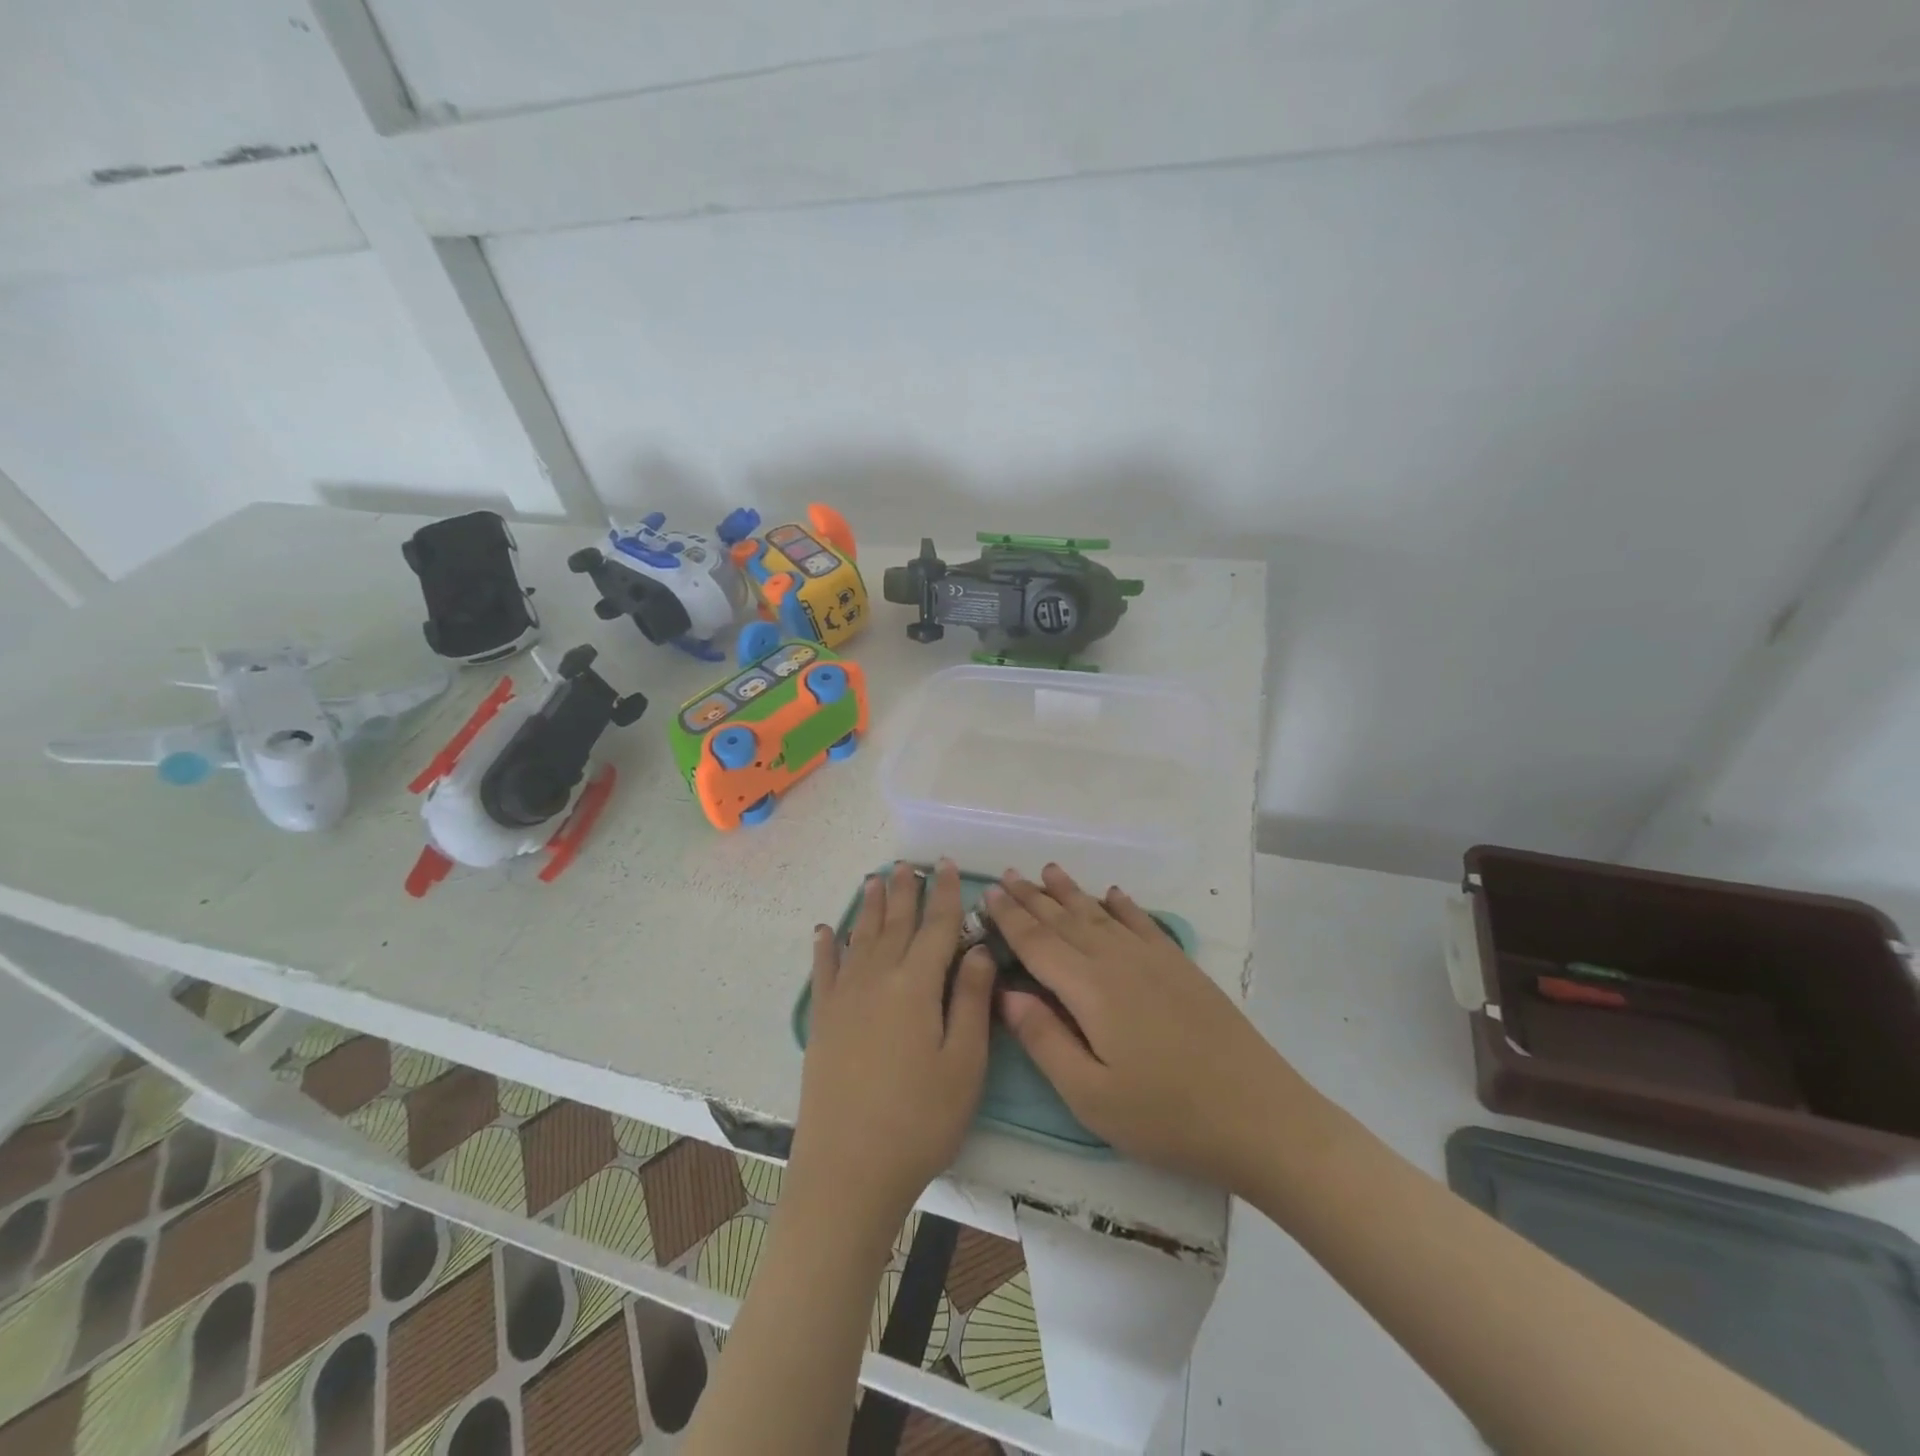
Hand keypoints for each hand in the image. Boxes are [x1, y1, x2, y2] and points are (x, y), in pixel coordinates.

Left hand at [788, 860, 996, 1232]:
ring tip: (875, 879)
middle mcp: (877, 978)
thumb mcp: (964, 1063)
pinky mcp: (823, 1020)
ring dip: (870, 907)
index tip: (947, 866)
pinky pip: (824, 970)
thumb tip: (978, 949)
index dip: (946, 895)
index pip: (937, 927)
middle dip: (906, 891)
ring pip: (861, 937)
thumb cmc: (920, 1119)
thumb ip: (971, 1000)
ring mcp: (845, 997)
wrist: (848, 1169)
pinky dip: (826, 946)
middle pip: (895, 923)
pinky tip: (825, 930)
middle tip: (909, 864)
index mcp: (917, 985)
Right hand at [989, 864, 1319, 1188]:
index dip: (1010, 917)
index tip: (986, 893)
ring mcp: (1154, 960)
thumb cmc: (1166, 1116)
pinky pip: (1143, 923)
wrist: (1260, 1117)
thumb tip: (1005, 992)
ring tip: (1047, 871)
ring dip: (1071, 892)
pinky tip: (1113, 894)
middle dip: (1032, 897)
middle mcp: (1118, 960)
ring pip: (1100, 914)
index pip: (1038, 943)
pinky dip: (1123, 905)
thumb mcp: (1091, 1095)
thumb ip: (1044, 1039)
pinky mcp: (1181, 968)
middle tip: (1006, 875)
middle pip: (1065, 920)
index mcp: (1090, 989)